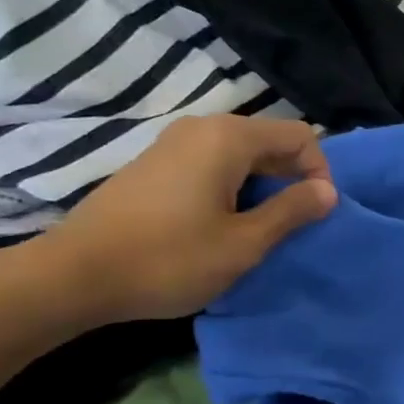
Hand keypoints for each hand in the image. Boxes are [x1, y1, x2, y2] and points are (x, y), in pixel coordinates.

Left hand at [16, 115, 336, 329]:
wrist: (75, 276)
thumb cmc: (169, 260)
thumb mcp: (244, 243)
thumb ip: (291, 212)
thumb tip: (328, 191)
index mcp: (228, 138)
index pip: (300, 136)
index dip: (319, 174)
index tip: (313, 216)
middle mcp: (202, 128)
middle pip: (270, 141)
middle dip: (291, 180)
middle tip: (291, 227)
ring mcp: (173, 143)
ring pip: (241, 155)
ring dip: (262, 187)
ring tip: (259, 229)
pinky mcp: (155, 164)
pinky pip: (213, 164)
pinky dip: (233, 188)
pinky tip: (222, 225)